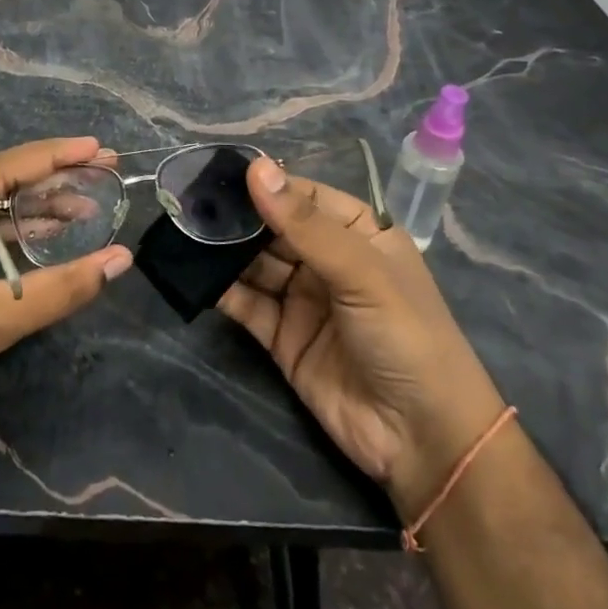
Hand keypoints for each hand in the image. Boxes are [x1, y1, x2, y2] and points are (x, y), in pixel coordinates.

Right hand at [218, 158, 506, 515]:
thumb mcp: (361, 273)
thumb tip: (256, 167)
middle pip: (273, 228)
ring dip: (223, 250)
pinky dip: (222, 289)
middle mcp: (328, 260)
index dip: (266, 184)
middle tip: (189, 201)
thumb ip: (304, 224)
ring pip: (255, 263)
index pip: (304, 196)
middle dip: (237, 217)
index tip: (218, 171)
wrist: (423, 440)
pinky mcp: (282, 336)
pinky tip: (193, 274)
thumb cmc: (406, 337)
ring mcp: (304, 299)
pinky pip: (247, 303)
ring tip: (184, 231)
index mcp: (359, 233)